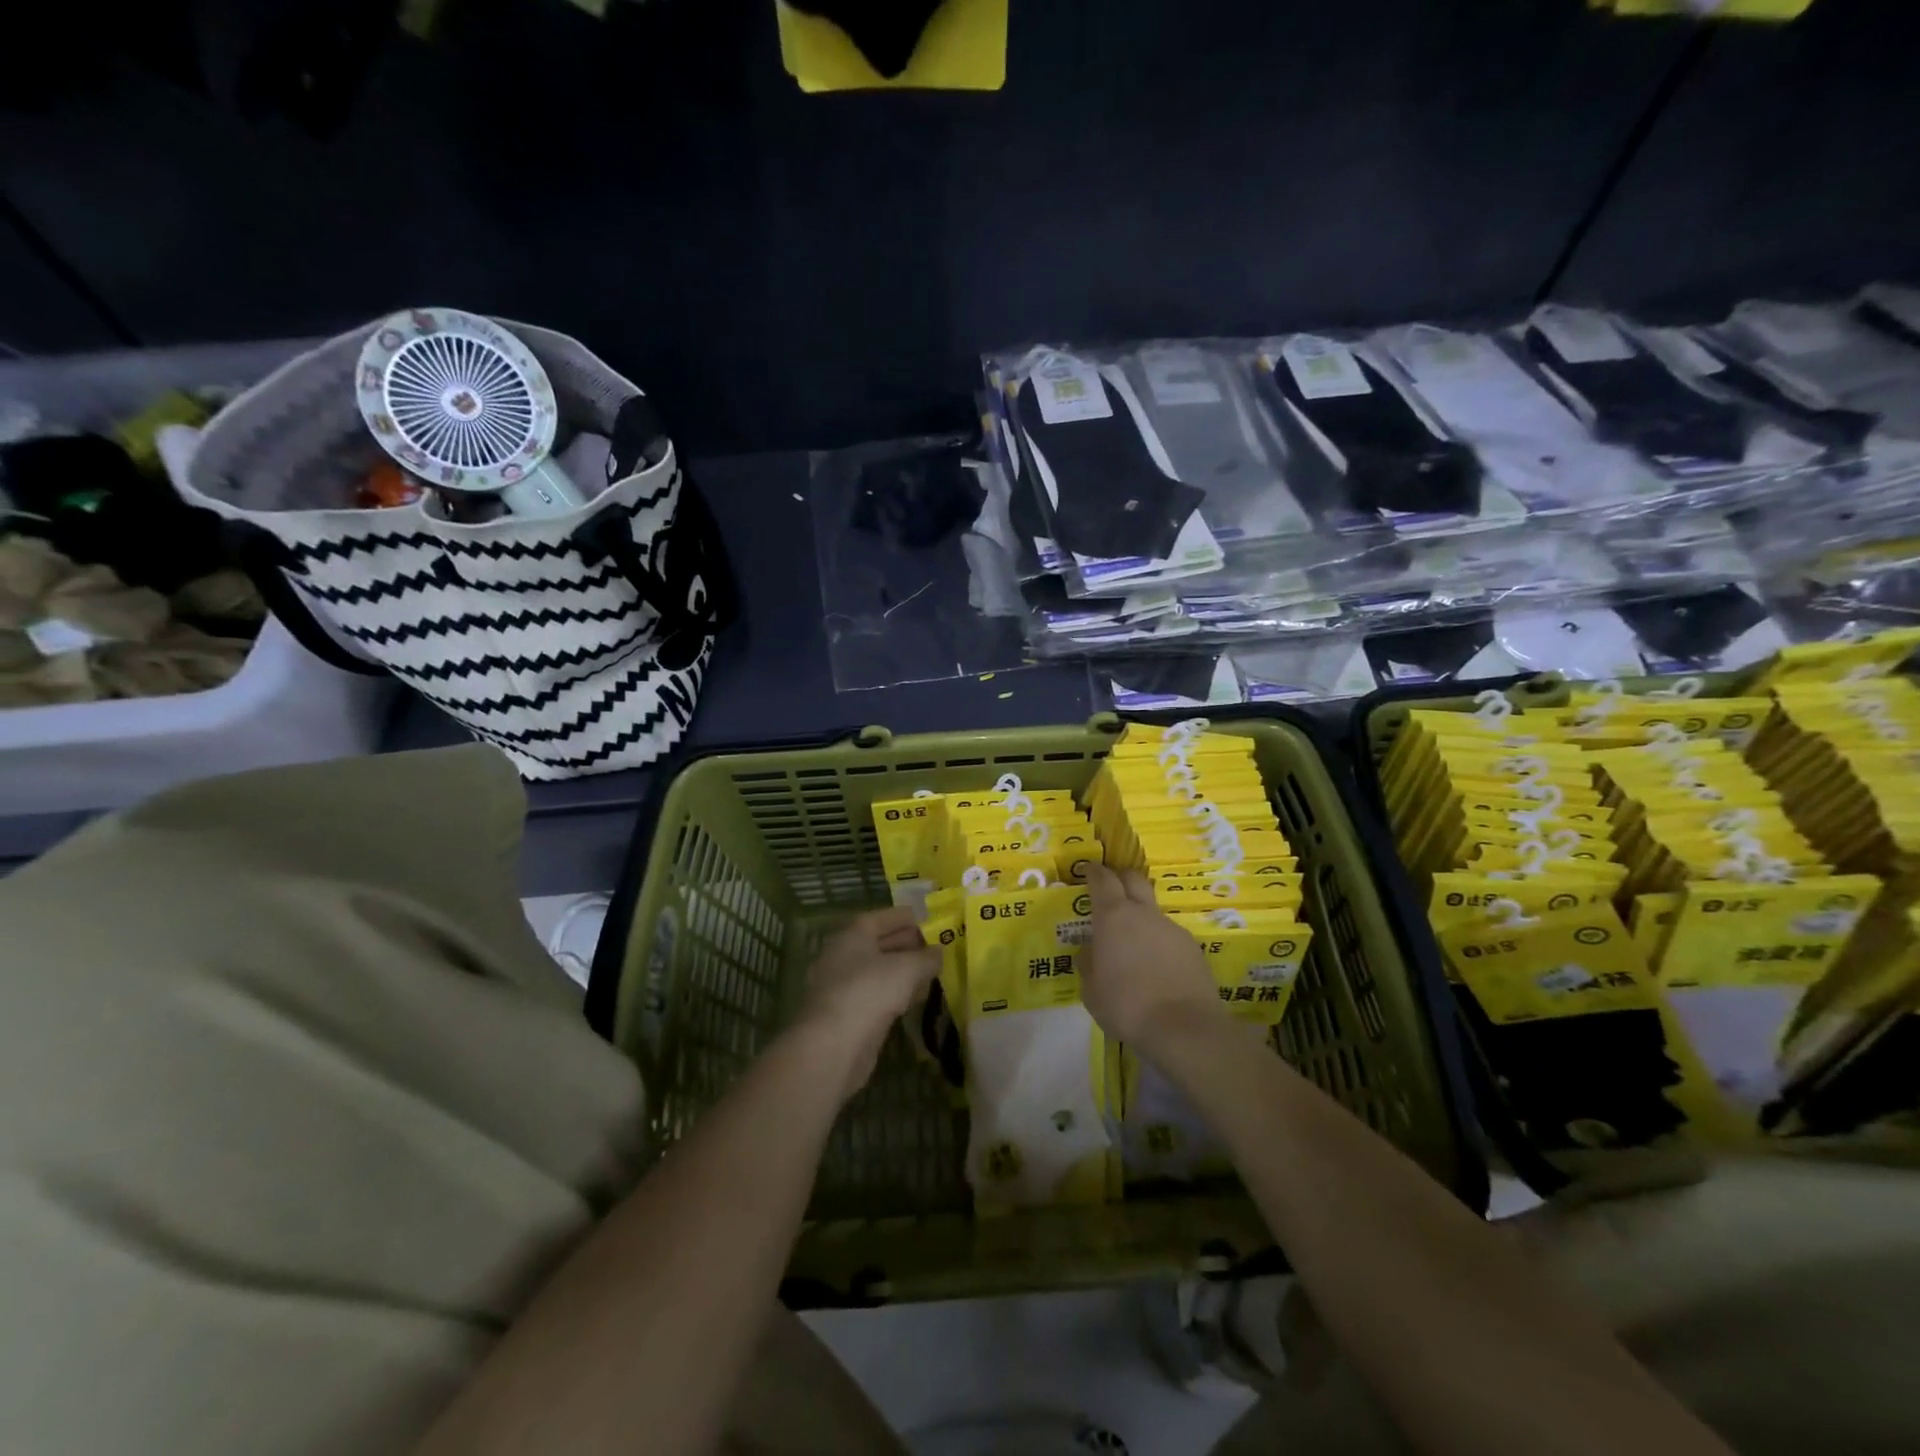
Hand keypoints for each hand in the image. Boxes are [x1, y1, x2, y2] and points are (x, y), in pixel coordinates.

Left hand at [795, 907, 939, 1101]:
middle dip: (910, 944)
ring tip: (934, 971)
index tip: (933, 921)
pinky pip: (878, 994)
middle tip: (939, 947)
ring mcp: (845, 986)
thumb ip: (927, 958)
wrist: (833, 1046)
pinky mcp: (849, 1013)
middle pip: (881, 943)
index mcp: (853, 934)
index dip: (909, 918)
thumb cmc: (870, 992)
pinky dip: (897, 992)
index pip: (884, 917)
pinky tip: (917, 998)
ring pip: (880, 971)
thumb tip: (938, 952)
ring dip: (906, 970)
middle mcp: (845, 955)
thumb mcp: (907, 968)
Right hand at [1082, 864, 1228, 1057]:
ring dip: (1141, 917)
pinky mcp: (1193, 947)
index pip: (1102, 879)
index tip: (1088, 869)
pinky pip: (1169, 936)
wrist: (1184, 1028)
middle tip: (1111, 889)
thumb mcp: (1092, 990)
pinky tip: (1156, 967)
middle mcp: (1144, 913)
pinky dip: (1158, 942)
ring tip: (1133, 944)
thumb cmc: (1127, 1006)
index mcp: (1114, 917)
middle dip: (1121, 878)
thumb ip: (1089, 964)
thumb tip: (1091, 951)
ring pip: (1152, 910)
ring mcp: (1172, 928)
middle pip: (1134, 879)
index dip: (1094, 871)